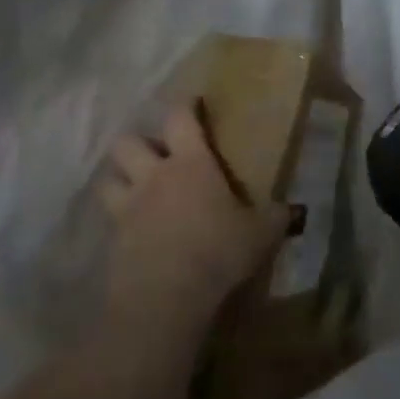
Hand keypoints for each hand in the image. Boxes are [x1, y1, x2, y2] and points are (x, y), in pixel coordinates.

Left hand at [96, 103, 293, 346]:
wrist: (166, 296)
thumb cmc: (218, 251)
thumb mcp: (261, 233)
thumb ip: (275, 216)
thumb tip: (292, 209)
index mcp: (191, 164)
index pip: (180, 118)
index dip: (184, 105)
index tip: (192, 102)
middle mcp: (153, 177)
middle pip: (127, 142)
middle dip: (138, 143)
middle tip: (156, 154)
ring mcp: (127, 208)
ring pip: (108, 179)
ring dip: (119, 178)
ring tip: (135, 188)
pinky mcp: (112, 240)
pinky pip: (110, 220)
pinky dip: (119, 220)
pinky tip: (136, 231)